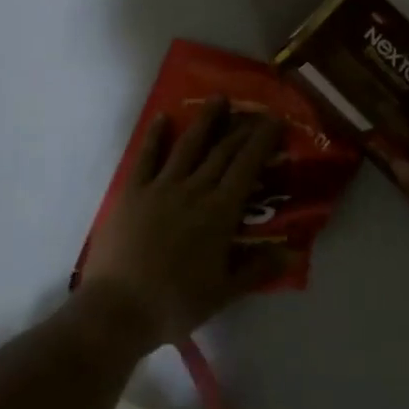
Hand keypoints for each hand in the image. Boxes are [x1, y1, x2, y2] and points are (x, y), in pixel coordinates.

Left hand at [79, 98, 284, 348]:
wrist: (118, 309)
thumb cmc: (175, 304)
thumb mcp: (224, 293)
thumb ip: (257, 269)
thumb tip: (290, 254)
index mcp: (219, 212)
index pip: (247, 167)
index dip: (263, 141)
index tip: (275, 121)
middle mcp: (193, 190)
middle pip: (222, 151)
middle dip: (241, 128)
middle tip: (255, 111)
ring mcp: (160, 188)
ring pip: (187, 145)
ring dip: (205, 120)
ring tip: (219, 99)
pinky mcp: (131, 192)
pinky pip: (146, 157)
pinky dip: (155, 136)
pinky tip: (162, 118)